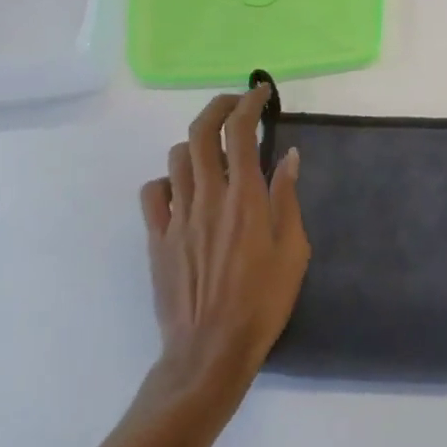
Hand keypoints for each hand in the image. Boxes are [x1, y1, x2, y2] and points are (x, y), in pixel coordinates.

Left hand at [140, 85, 309, 395]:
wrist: (209, 353)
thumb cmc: (262, 303)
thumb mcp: (293, 251)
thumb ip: (288, 198)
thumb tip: (288, 156)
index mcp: (246, 198)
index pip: (240, 132)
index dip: (249, 104)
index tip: (260, 93)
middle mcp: (208, 197)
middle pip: (201, 132)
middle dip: (218, 107)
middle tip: (234, 105)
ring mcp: (177, 217)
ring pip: (176, 157)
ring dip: (197, 143)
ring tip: (213, 151)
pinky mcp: (157, 238)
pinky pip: (153, 193)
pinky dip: (168, 180)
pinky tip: (183, 191)